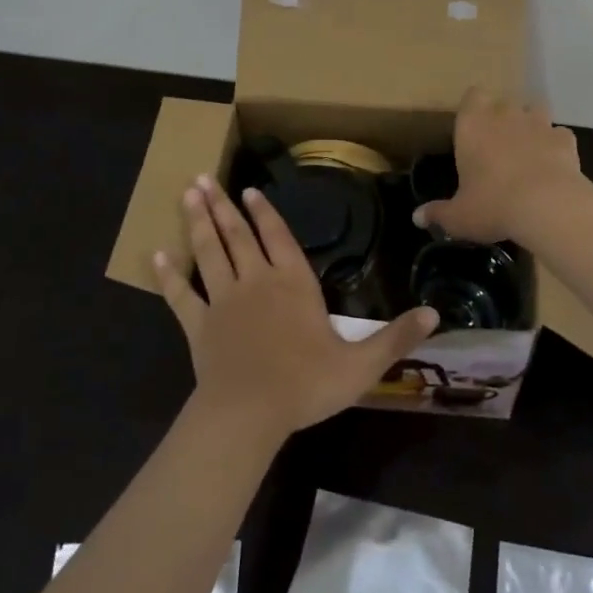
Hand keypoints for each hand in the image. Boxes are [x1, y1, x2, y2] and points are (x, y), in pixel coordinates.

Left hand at [154, 176, 437, 440]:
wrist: (248, 415)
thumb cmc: (306, 385)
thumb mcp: (361, 365)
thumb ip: (396, 337)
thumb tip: (436, 314)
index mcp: (293, 283)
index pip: (277, 237)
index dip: (265, 213)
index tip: (250, 190)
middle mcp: (255, 281)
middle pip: (237, 235)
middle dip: (222, 205)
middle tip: (203, 177)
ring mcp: (223, 301)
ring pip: (208, 252)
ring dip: (197, 223)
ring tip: (187, 194)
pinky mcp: (198, 325)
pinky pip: (180, 295)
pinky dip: (168, 275)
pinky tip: (156, 256)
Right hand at [412, 87, 585, 244]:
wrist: (547, 205)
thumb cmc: (492, 204)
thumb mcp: (459, 216)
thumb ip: (438, 213)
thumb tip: (417, 217)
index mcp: (473, 123)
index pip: (472, 95)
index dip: (474, 108)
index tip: (473, 130)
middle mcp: (505, 114)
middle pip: (503, 103)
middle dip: (502, 119)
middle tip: (498, 148)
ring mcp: (538, 123)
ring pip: (535, 111)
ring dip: (531, 126)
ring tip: (528, 151)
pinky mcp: (566, 139)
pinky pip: (559, 135)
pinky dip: (556, 146)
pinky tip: (553, 166)